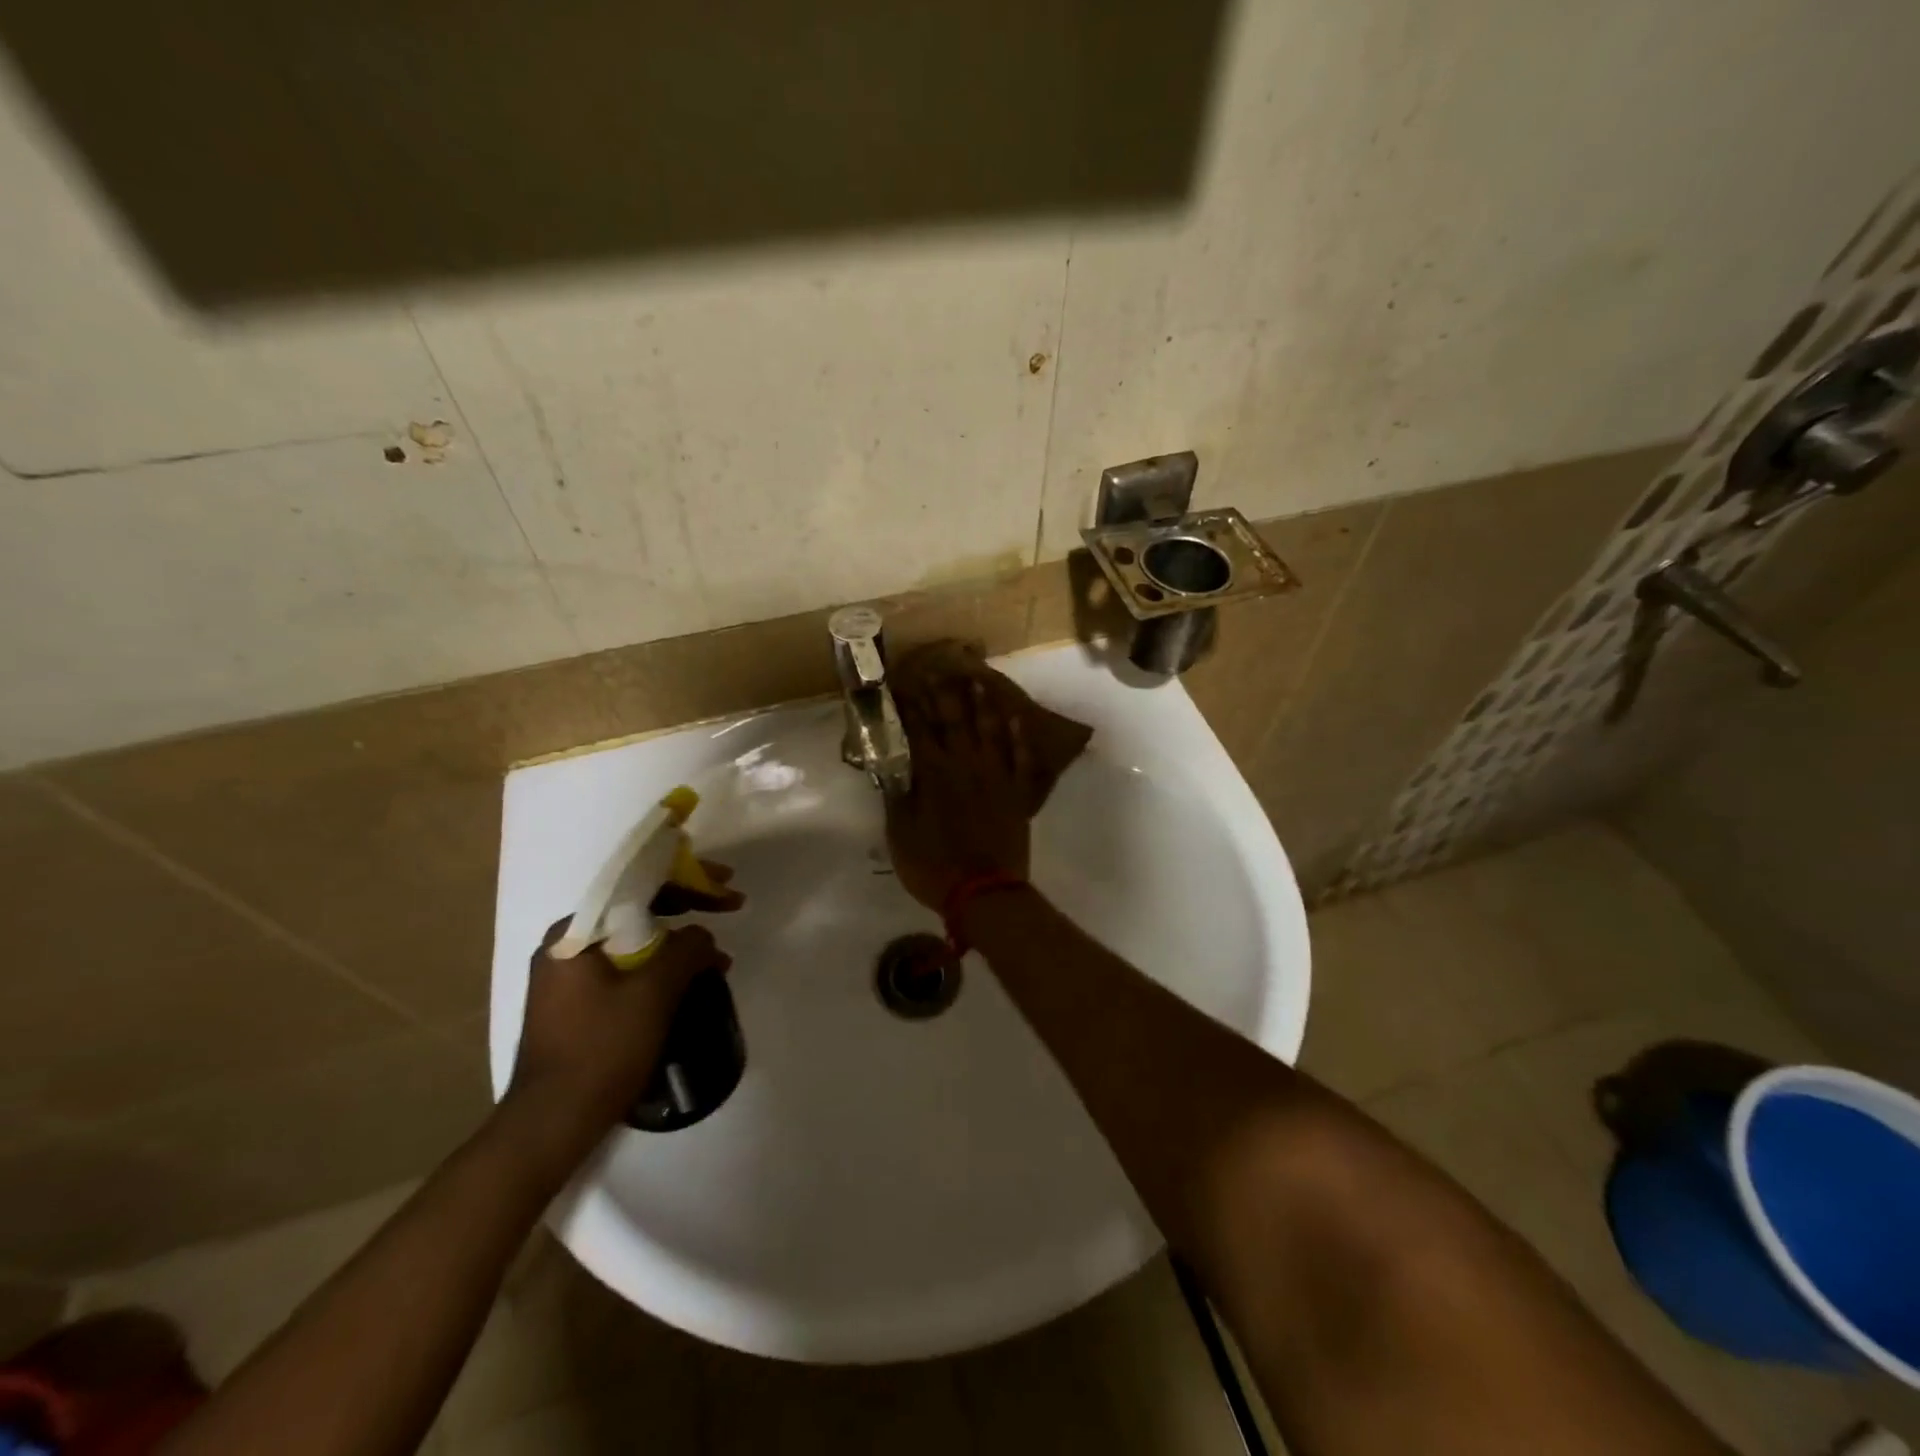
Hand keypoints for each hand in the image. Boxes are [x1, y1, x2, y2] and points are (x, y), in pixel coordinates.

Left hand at [509, 870, 738, 1148]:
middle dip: (688, 906)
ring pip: (635, 940)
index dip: (689, 878)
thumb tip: (703, 936)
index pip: (638, 885)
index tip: (726, 882)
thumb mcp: (654, 992)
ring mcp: (569, 977)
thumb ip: (686, 949)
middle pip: (637, 909)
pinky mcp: (577, 1005)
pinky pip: (627, 968)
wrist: (551, 1124)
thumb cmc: (601, 1049)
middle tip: (730, 905)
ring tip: (717, 957)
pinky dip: (661, 967)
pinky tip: (689, 983)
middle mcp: (567, 946)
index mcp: (576, 933)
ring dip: (679, 942)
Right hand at [887, 672, 1032, 910]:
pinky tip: (1016, 718)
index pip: (918, 730)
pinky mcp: (1017, 793)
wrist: (985, 892)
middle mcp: (965, 766)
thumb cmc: (934, 867)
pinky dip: (1019, 737)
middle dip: (943, 693)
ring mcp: (995, 777)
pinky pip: (1021, 757)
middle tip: (939, 668)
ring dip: (983, 703)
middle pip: (954, 721)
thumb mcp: (900, 834)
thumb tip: (890, 766)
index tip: (903, 684)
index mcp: (934, 775)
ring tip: (978, 679)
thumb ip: (897, 797)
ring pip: (989, 730)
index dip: (910, 706)